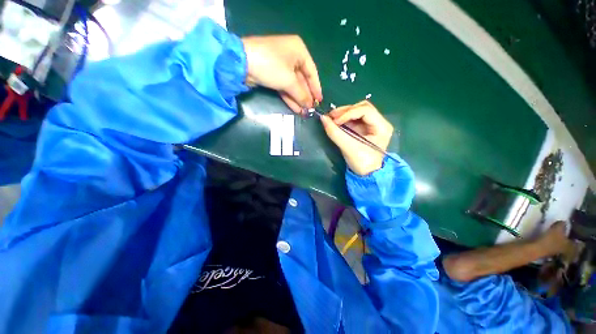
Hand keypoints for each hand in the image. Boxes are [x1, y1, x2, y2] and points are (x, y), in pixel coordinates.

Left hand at [242, 35, 321, 112]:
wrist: (241, 63)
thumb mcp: (289, 81)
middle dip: (306, 96)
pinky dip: (290, 98)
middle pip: (302, 80)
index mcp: (299, 50)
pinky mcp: (273, 75)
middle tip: (311, 109)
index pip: (312, 72)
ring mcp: (281, 66)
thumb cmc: (271, 66)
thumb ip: (301, 94)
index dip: (316, 88)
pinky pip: (285, 87)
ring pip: (293, 86)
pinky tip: (296, 108)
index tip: (320, 100)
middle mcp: (291, 57)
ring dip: (298, 99)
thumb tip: (310, 106)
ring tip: (305, 112)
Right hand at [321, 101, 393, 175]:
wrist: (366, 174)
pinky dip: (343, 119)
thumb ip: (335, 133)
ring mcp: (371, 125)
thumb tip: (322, 118)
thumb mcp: (348, 148)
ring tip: (331, 118)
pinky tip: (336, 122)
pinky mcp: (363, 129)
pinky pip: (353, 119)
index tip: (335, 121)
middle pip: (362, 107)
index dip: (348, 113)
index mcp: (382, 127)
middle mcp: (379, 122)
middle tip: (331, 116)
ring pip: (357, 111)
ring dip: (343, 113)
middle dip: (345, 111)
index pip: (365, 110)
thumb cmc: (362, 162)